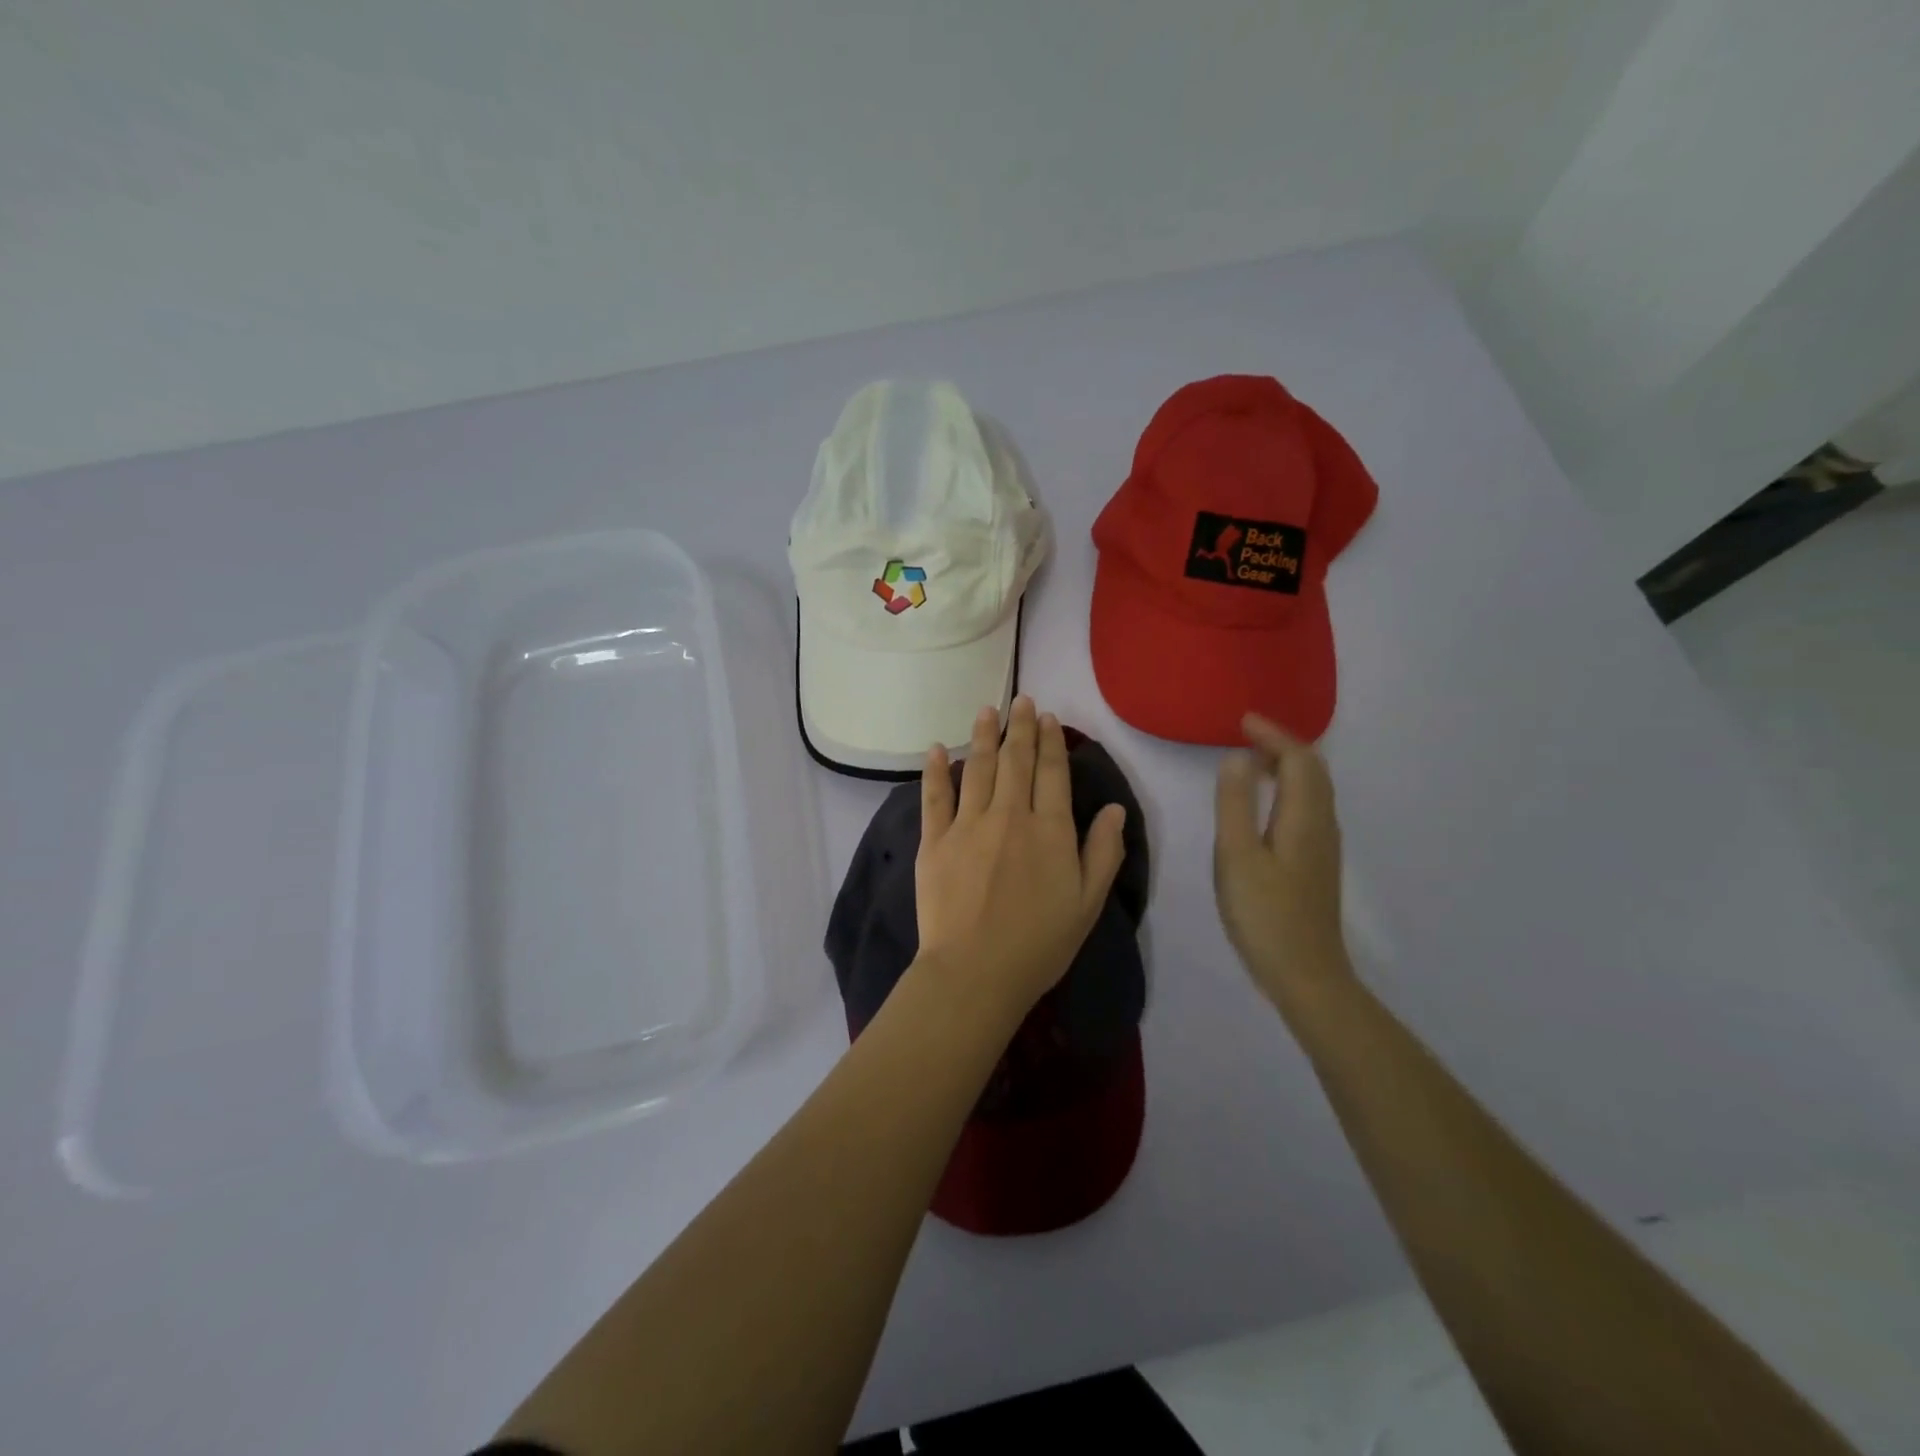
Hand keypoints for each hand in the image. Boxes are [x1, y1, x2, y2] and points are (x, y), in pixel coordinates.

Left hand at [914, 697, 1127, 1021]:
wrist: (975, 972)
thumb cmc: (1039, 944)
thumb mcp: (1088, 904)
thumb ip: (1103, 853)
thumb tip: (1115, 808)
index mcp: (1050, 830)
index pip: (1052, 773)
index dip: (1052, 742)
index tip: (1049, 718)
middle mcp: (1010, 815)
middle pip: (1016, 760)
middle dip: (1021, 727)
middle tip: (1022, 700)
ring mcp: (968, 825)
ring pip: (978, 768)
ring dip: (984, 735)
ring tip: (987, 710)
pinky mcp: (934, 841)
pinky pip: (935, 796)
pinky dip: (936, 770)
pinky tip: (938, 748)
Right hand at [1214, 713, 1353, 1012]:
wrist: (1305, 974)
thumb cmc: (1265, 914)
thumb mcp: (1236, 856)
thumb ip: (1235, 804)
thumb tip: (1238, 757)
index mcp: (1304, 817)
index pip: (1298, 759)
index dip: (1273, 734)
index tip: (1241, 721)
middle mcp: (1322, 824)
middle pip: (1313, 770)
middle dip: (1282, 745)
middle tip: (1245, 735)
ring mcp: (1323, 846)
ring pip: (1313, 790)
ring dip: (1287, 766)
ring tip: (1252, 762)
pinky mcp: (1317, 863)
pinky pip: (1308, 808)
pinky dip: (1288, 789)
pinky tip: (1265, 805)